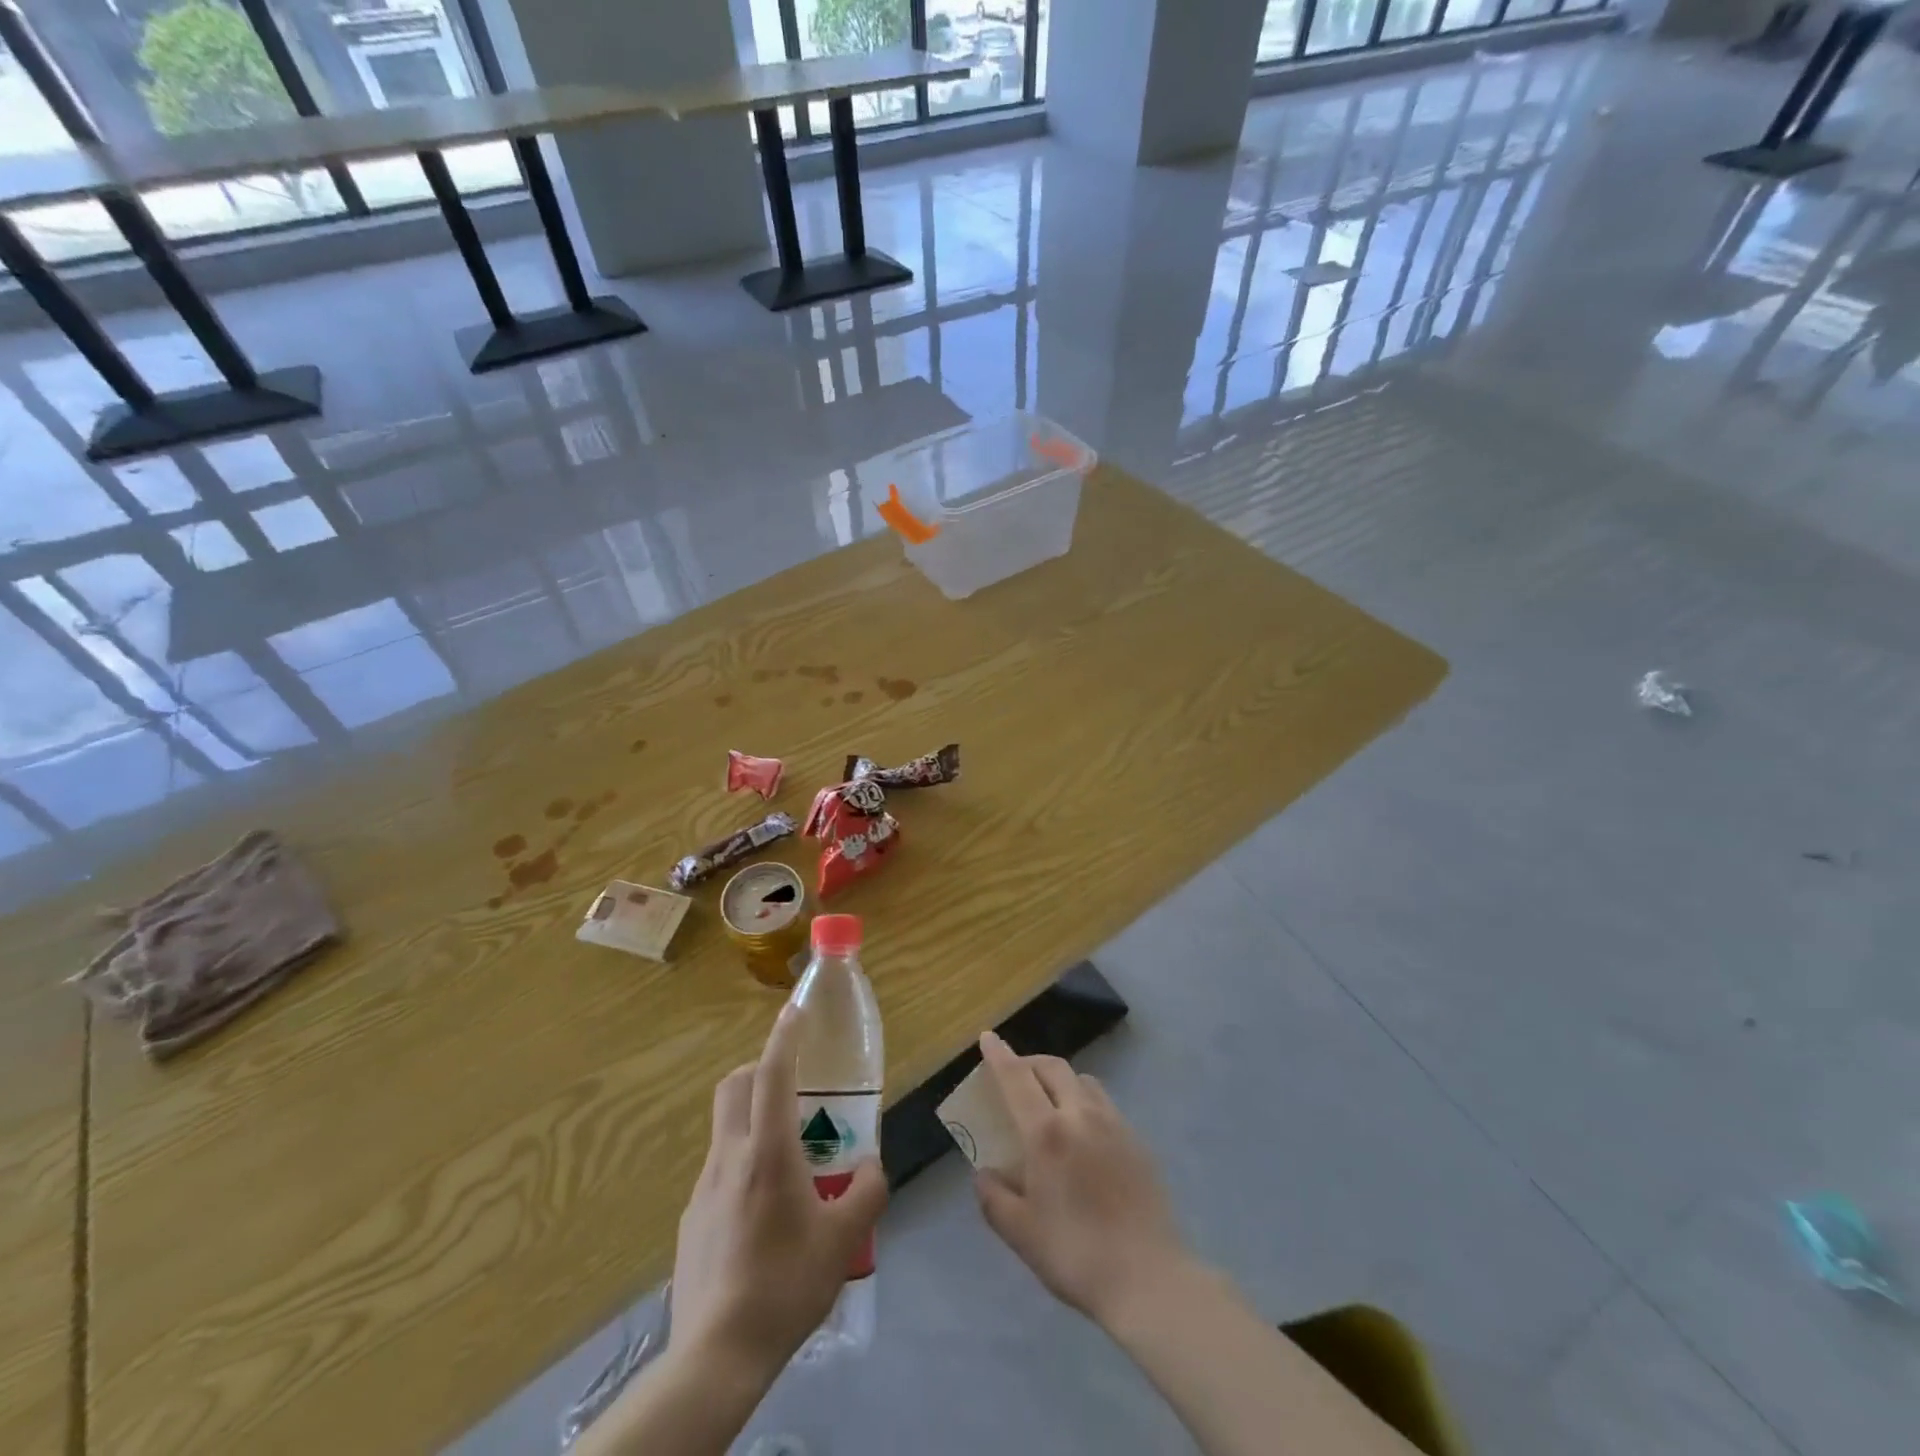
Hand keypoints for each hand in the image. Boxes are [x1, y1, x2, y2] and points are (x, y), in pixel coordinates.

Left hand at [669, 1005, 887, 1374]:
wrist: (716, 1355)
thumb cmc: (785, 1285)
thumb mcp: (843, 1240)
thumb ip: (867, 1193)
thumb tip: (873, 1167)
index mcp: (767, 1152)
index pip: (773, 1073)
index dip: (785, 1035)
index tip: (796, 1009)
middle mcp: (730, 1156)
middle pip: (735, 1085)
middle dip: (761, 1070)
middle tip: (794, 1089)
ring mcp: (704, 1187)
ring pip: (725, 1126)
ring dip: (752, 1118)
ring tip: (788, 1159)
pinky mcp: (691, 1219)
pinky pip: (719, 1169)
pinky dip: (741, 1163)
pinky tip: (763, 1212)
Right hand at [973, 1031, 1187, 1327]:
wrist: (1148, 1278)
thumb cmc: (1075, 1254)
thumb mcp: (1020, 1233)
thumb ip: (994, 1197)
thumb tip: (984, 1173)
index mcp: (1046, 1132)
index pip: (1017, 1078)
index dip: (999, 1055)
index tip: (988, 1037)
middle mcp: (1080, 1115)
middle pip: (1053, 1067)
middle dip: (1030, 1062)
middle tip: (1015, 1075)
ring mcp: (1114, 1124)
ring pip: (1082, 1081)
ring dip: (1060, 1079)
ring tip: (1050, 1100)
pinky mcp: (1137, 1140)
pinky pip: (1104, 1103)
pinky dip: (1084, 1101)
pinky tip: (1083, 1132)